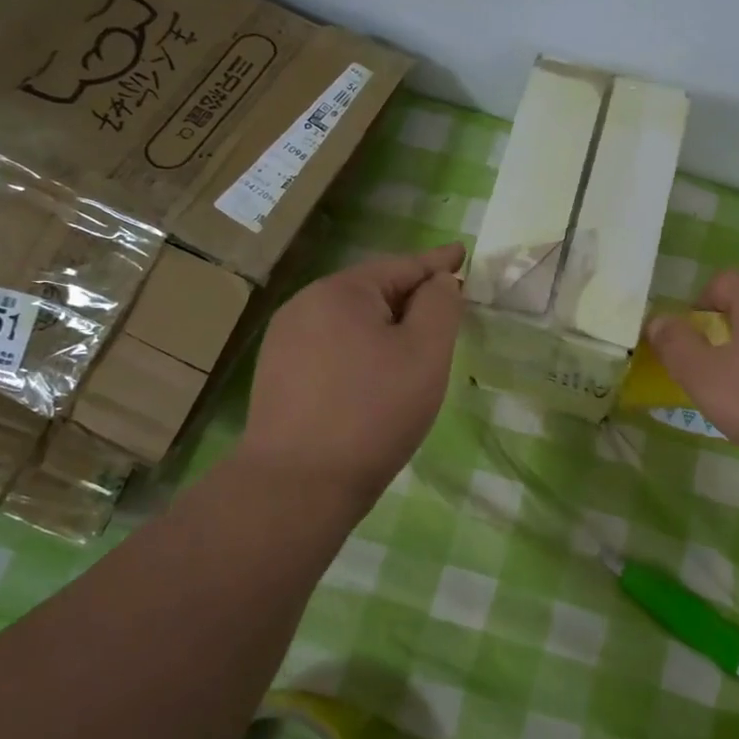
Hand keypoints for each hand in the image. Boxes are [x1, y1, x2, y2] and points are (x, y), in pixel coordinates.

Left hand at [242, 242, 465, 504]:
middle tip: (448, 315)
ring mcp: (285, 341)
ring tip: (415, 352)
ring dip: (387, 329)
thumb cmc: (374, 412)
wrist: (297, 485)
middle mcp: (305, 305)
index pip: (402, 266)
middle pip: (374, 292)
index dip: (438, 263)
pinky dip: (362, 352)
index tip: (461, 253)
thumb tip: (439, 281)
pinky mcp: (277, 375)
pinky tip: (374, 380)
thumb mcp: (425, 353)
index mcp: (341, 291)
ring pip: (352, 322)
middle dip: (412, 300)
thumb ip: (440, 305)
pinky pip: (332, 347)